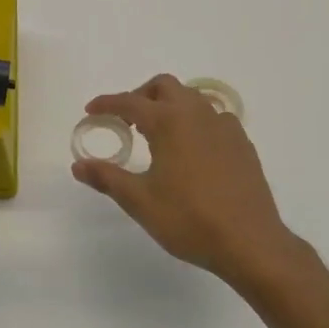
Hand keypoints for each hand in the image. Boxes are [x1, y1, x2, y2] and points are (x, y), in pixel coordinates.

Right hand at [73, 73, 315, 294]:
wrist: (250, 242)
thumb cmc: (190, 219)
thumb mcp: (140, 201)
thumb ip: (107, 178)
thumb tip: (78, 165)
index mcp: (169, 122)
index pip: (129, 102)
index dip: (107, 104)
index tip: (91, 111)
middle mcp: (197, 114)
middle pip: (164, 86)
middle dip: (141, 95)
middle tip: (126, 119)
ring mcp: (224, 126)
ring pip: (192, 98)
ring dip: (169, 105)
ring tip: (157, 133)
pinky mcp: (242, 143)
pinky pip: (213, 117)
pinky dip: (194, 121)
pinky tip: (191, 149)